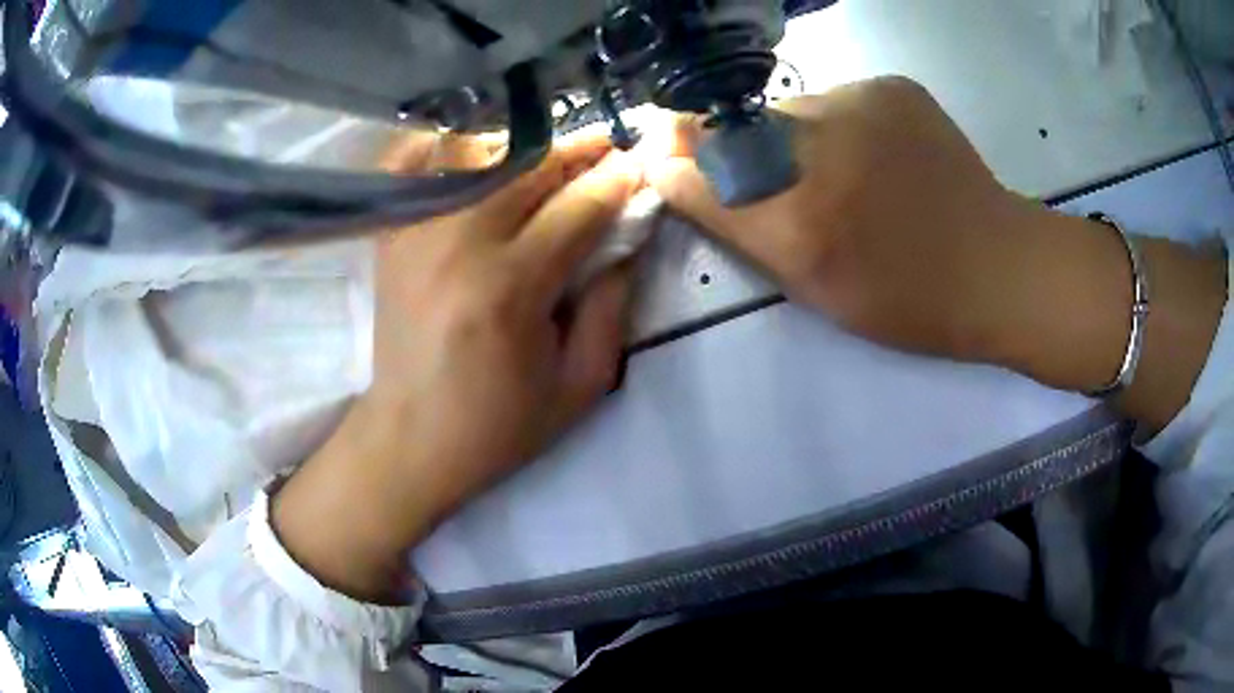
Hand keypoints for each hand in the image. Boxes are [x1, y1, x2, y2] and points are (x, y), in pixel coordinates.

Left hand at [273, 134, 643, 600]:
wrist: (409, 439)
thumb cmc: (498, 424)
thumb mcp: (580, 385)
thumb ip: (613, 307)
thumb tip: (627, 239)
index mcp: (511, 287)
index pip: (578, 207)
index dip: (617, 179)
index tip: (640, 162)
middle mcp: (459, 243)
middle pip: (529, 167)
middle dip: (578, 149)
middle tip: (608, 144)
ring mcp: (416, 232)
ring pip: (478, 155)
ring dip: (525, 148)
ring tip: (553, 156)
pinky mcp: (391, 236)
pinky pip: (418, 167)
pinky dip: (448, 148)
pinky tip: (475, 150)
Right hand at [650, 76, 1225, 428]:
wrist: (1001, 268)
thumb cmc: (911, 301)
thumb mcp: (819, 289)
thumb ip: (748, 229)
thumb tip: (688, 176)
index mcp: (805, 225)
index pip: (702, 173)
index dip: (676, 162)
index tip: (661, 157)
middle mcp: (824, 151)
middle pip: (741, 130)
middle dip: (738, 149)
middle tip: (776, 180)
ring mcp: (863, 105)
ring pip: (790, 111)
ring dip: (792, 137)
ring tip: (839, 172)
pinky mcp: (892, 86)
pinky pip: (834, 99)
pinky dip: (835, 123)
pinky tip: (874, 155)